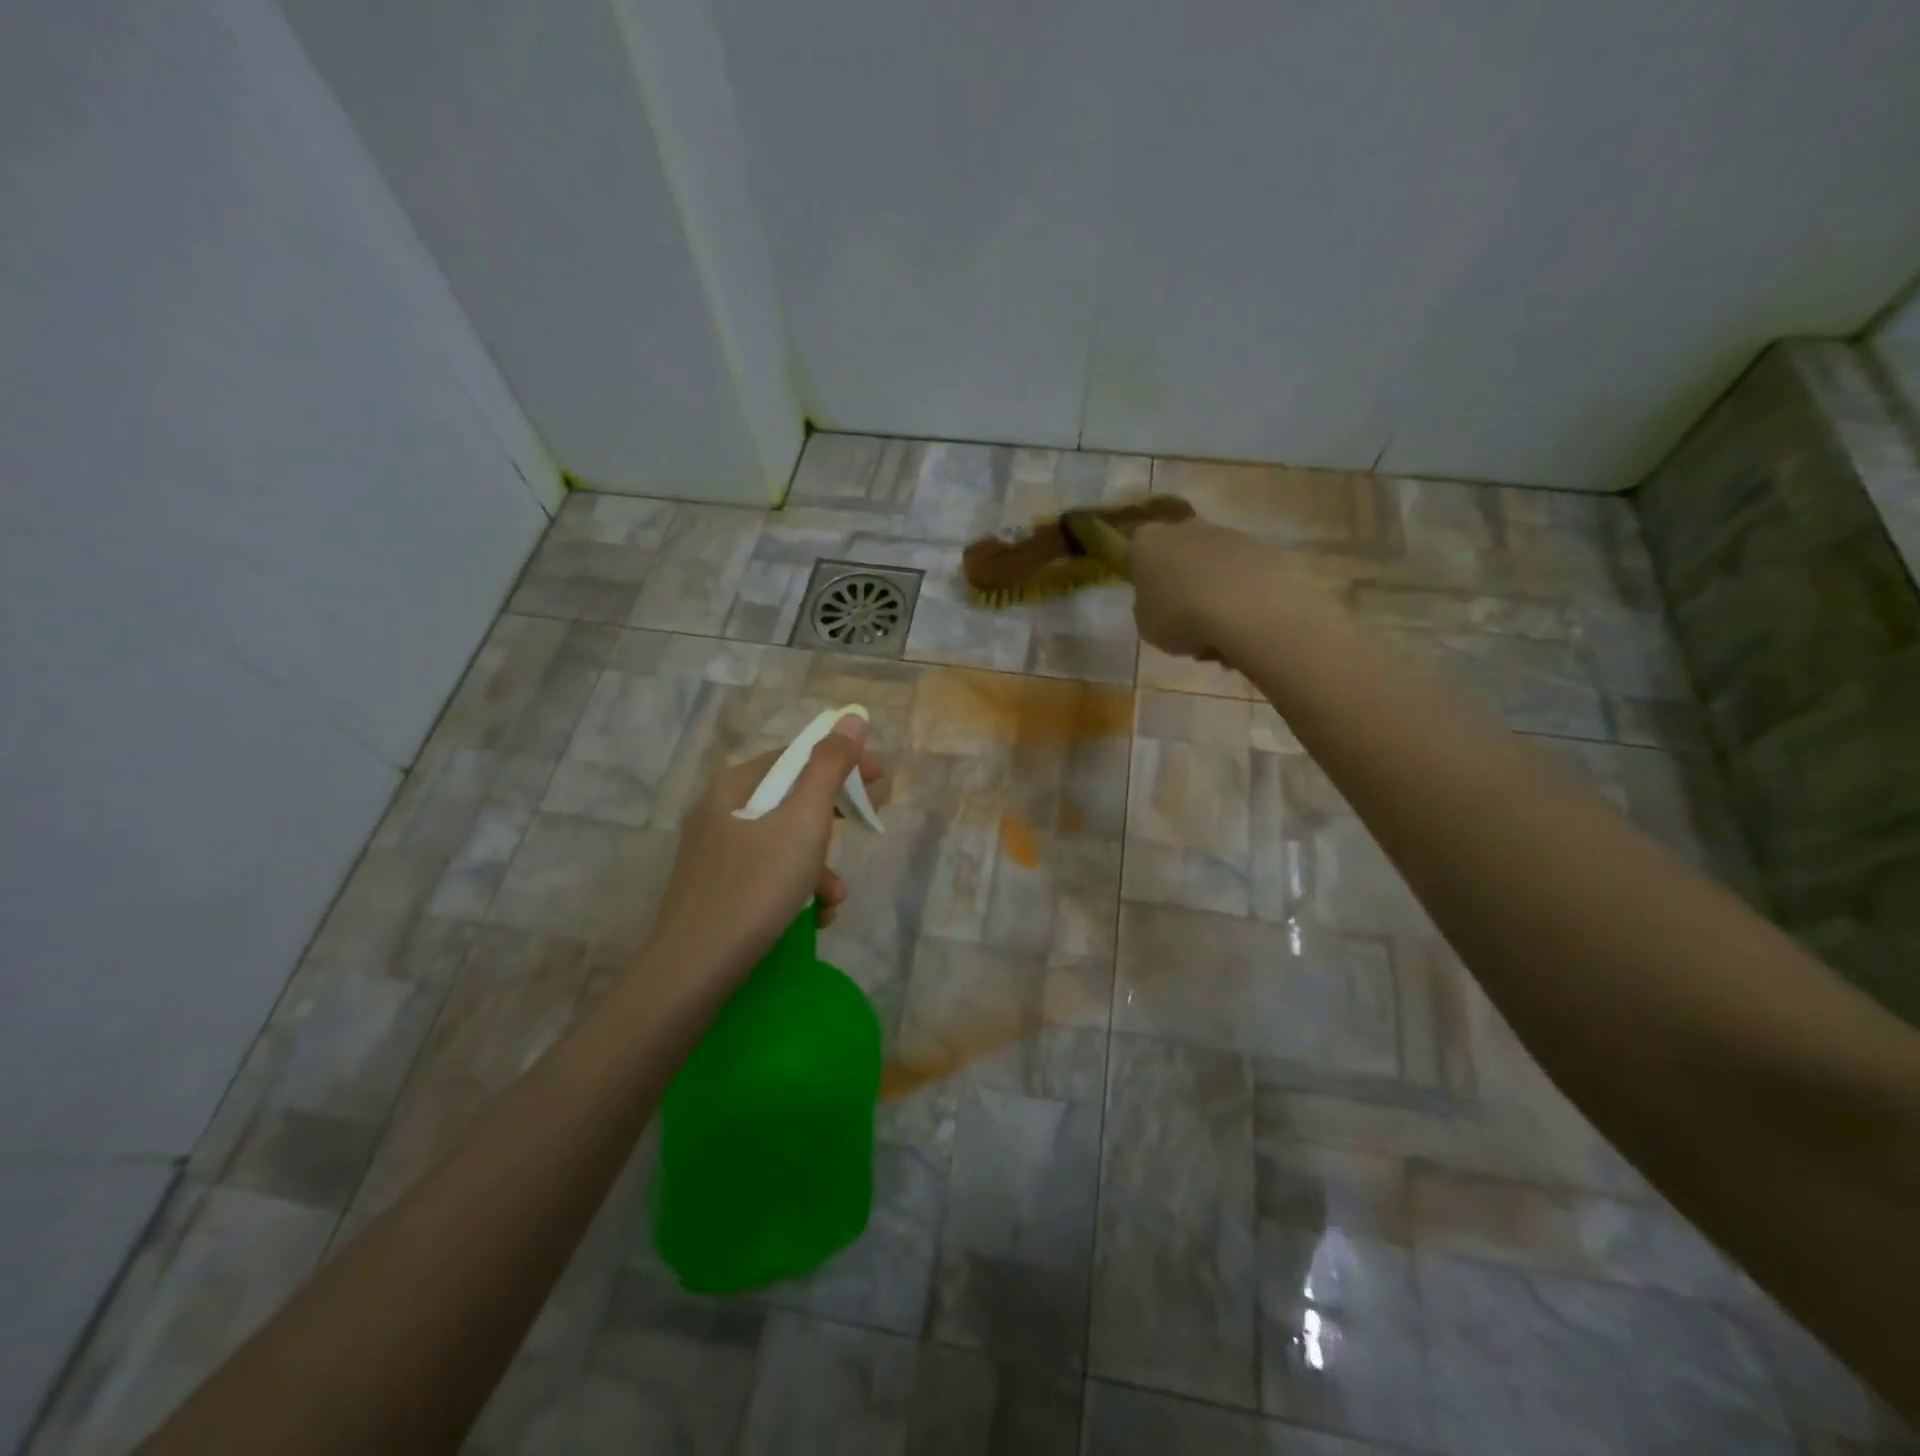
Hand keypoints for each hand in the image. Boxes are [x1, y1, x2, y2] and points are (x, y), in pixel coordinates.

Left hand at [648, 714, 883, 984]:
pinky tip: (810, 917)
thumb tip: (851, 719)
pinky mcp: (716, 889)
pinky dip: (794, 889)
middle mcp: (719, 812)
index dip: (841, 762)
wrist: (695, 970)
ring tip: (832, 900)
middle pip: (790, 800)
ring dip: (817, 866)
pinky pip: (766, 873)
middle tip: (862, 832)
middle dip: (831, 824)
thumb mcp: (804, 822)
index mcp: (734, 786)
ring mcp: (714, 853)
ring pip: (782, 842)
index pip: (796, 756)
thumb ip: (829, 767)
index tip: (879, 778)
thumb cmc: (756, 887)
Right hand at [1129, 519, 1278, 660]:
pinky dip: (1239, 597)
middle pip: (1177, 555)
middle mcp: (1184, 529)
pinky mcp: (1261, 547)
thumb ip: (1147, 609)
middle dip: (1180, 583)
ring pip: (1211, 566)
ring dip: (1211, 592)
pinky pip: (1240, 576)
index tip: (1148, 602)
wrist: (1247, 606)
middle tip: (1183, 620)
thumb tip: (1159, 603)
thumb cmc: (1180, 616)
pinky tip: (1241, 625)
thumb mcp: (1146, 625)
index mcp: (1147, 543)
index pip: (1134, 554)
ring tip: (1217, 632)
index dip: (1140, 579)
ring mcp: (1226, 534)